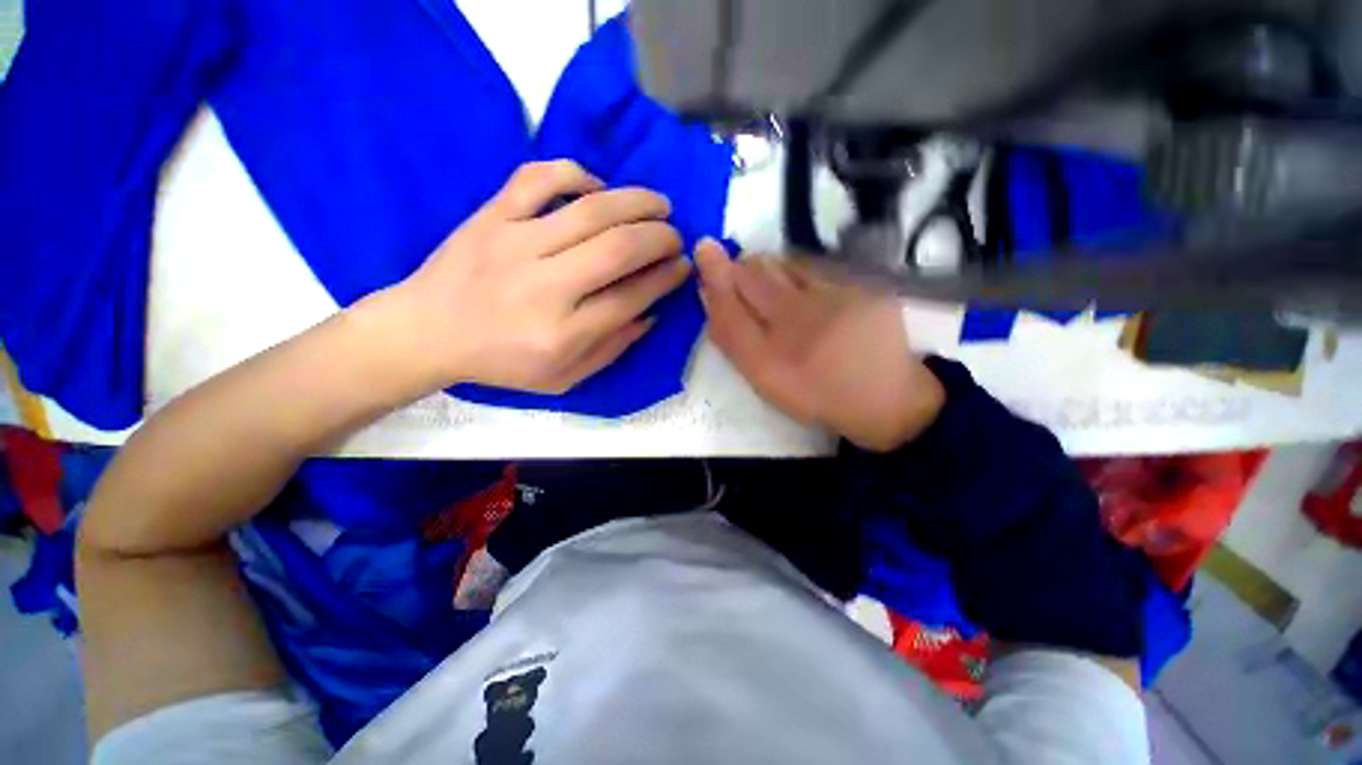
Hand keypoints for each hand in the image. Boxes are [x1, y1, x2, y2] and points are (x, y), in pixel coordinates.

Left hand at [392, 160, 691, 393]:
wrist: (427, 331)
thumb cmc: (501, 363)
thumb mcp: (563, 378)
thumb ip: (612, 349)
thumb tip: (651, 314)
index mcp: (562, 334)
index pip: (632, 297)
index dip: (666, 278)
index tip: (683, 267)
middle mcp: (544, 286)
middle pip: (619, 249)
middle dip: (660, 238)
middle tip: (675, 237)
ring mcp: (515, 243)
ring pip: (591, 209)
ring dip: (636, 202)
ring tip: (659, 204)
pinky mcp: (491, 216)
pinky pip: (538, 178)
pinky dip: (575, 173)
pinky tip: (596, 186)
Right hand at [695, 240, 943, 451]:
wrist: (883, 398)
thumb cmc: (812, 392)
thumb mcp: (763, 379)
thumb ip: (733, 339)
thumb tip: (709, 292)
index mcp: (769, 362)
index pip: (727, 309)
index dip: (713, 276)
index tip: (704, 250)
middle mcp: (797, 328)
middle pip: (752, 276)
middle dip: (738, 267)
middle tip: (736, 271)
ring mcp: (833, 302)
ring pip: (782, 265)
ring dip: (767, 267)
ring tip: (774, 288)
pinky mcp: (862, 286)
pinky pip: (813, 265)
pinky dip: (797, 271)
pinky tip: (805, 289)